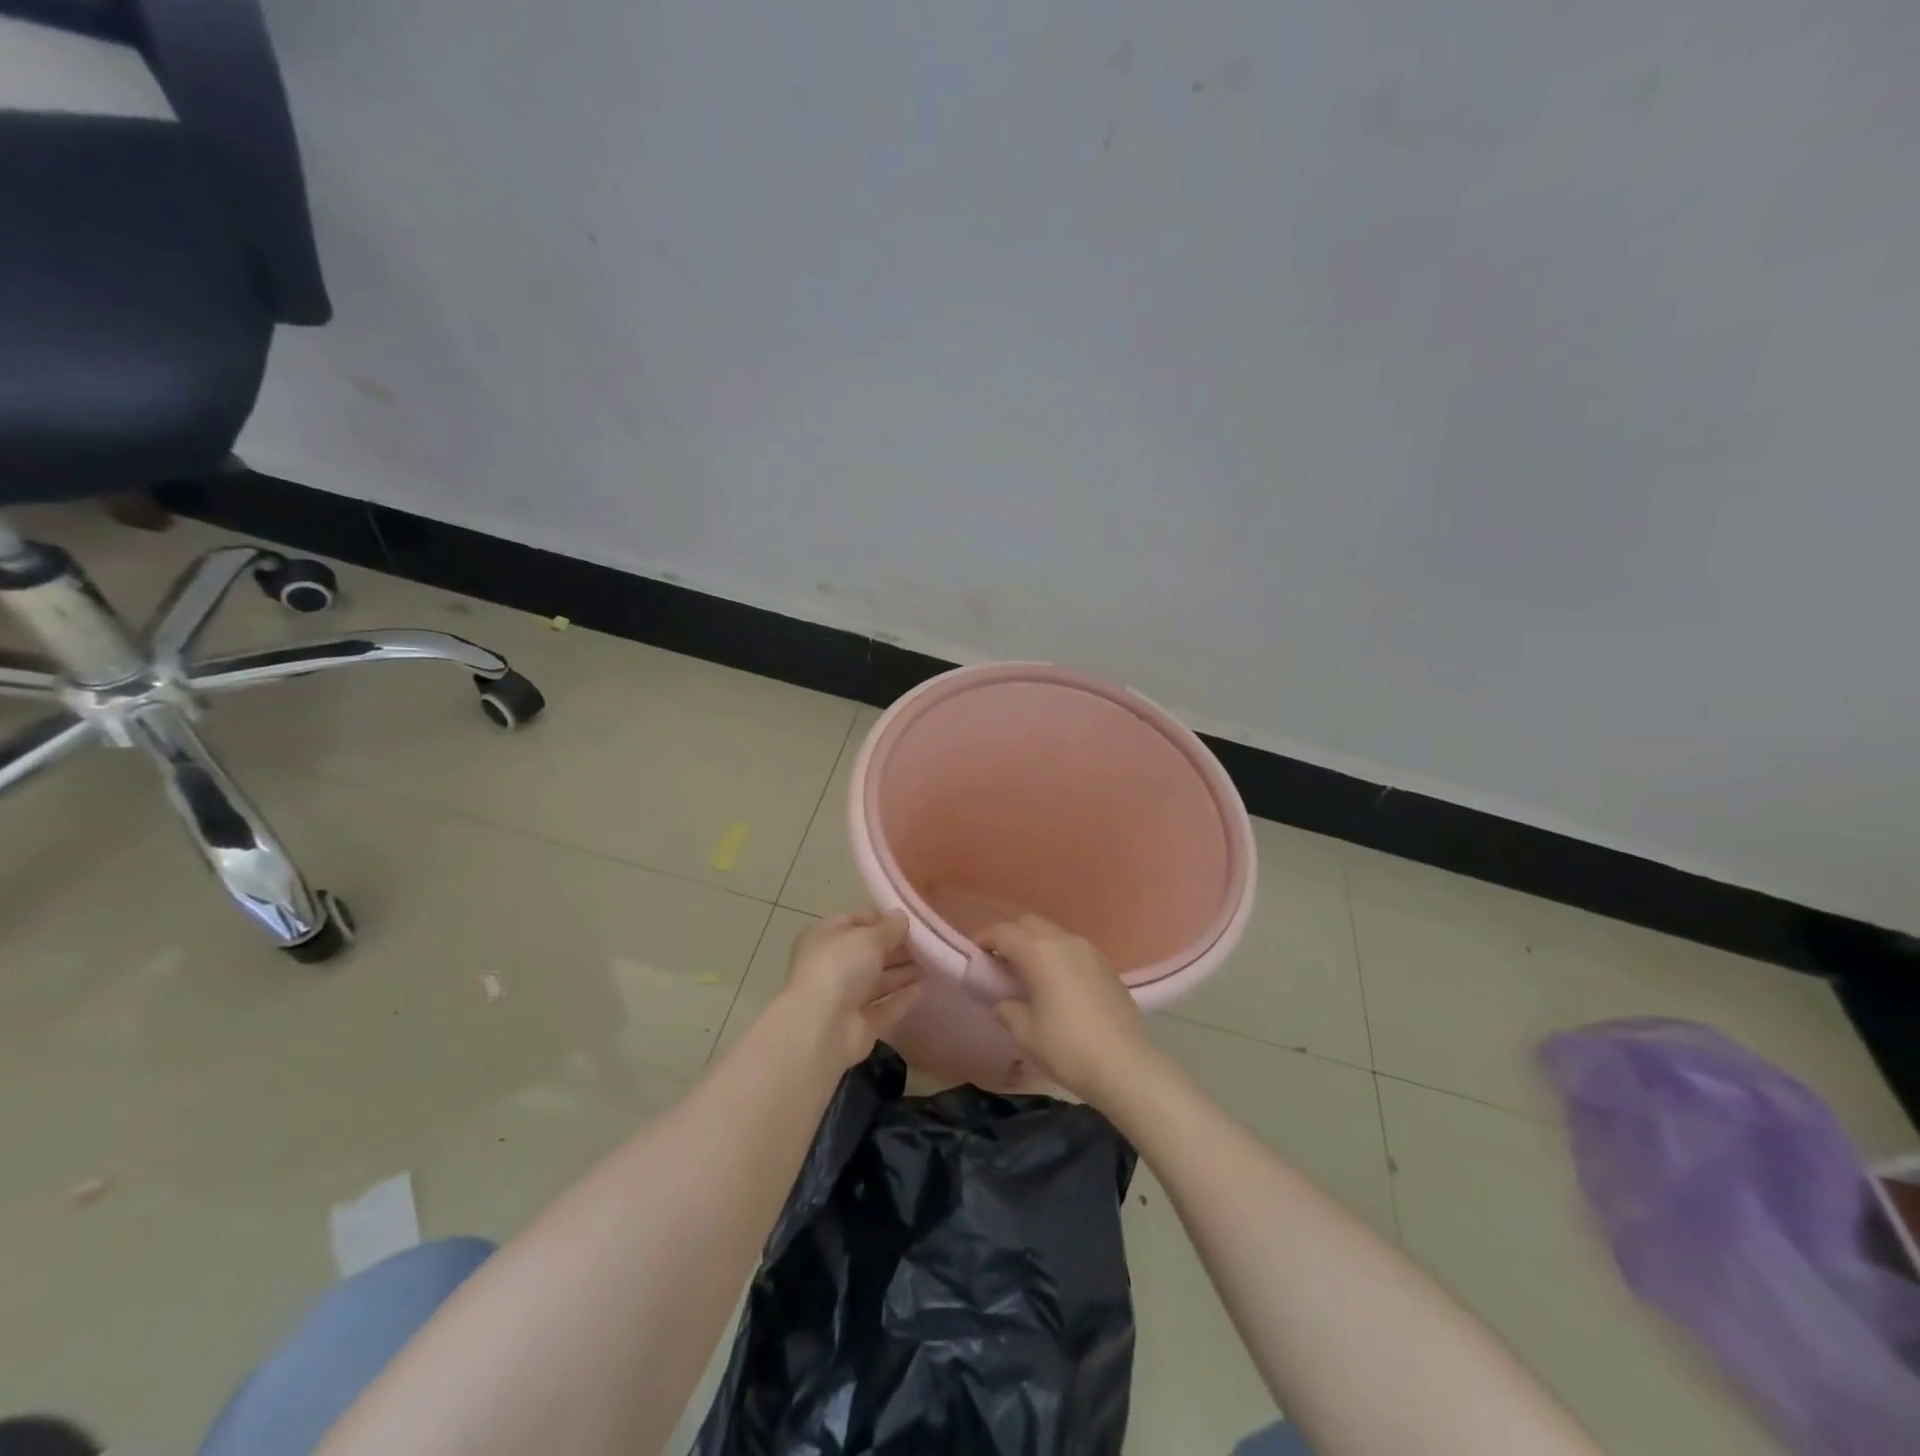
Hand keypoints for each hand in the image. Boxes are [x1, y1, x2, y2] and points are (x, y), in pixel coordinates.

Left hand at [781, 909, 921, 1068]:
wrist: (821, 1029)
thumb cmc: (839, 968)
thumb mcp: (868, 937)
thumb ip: (889, 927)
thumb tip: (901, 917)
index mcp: (825, 938)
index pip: (856, 921)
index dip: (883, 918)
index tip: (912, 918)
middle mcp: (833, 966)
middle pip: (870, 952)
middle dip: (898, 946)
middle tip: (930, 940)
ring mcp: (845, 998)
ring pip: (879, 980)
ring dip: (904, 972)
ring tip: (935, 961)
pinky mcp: (860, 1025)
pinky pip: (885, 1007)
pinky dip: (902, 998)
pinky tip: (924, 988)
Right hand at [980, 915, 1154, 1106]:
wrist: (1125, 1065)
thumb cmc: (1067, 1048)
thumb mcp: (1025, 1033)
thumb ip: (1007, 1009)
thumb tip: (1003, 1001)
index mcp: (1040, 952)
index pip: (1003, 932)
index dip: (984, 940)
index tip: (974, 955)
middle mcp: (1065, 941)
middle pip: (1029, 924)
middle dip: (1010, 936)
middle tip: (998, 962)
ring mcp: (1089, 951)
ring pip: (1053, 934)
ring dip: (1035, 945)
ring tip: (1025, 973)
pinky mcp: (1106, 965)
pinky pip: (1072, 949)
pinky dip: (1056, 956)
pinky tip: (1054, 983)